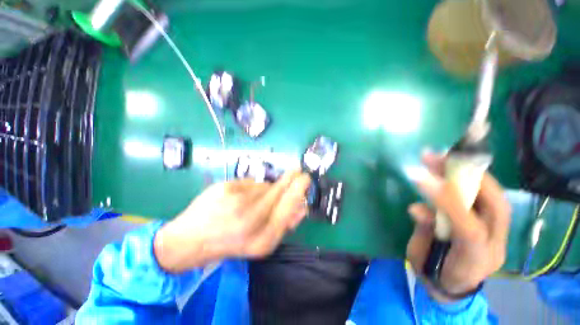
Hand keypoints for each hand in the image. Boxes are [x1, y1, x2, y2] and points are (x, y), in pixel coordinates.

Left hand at [154, 171, 310, 272]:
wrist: (190, 240)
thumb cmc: (229, 243)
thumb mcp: (260, 243)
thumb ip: (284, 224)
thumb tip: (302, 206)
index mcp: (262, 239)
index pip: (288, 207)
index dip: (299, 189)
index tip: (306, 178)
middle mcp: (250, 219)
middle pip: (279, 190)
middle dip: (290, 179)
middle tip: (298, 171)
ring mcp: (236, 201)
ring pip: (265, 185)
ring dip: (266, 189)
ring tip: (253, 199)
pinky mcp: (225, 187)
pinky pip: (250, 182)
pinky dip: (251, 187)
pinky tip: (240, 197)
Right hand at [406, 151, 510, 301]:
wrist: (453, 286)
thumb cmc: (434, 274)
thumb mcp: (421, 257)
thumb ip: (424, 231)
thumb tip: (416, 207)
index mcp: (474, 261)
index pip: (469, 229)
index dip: (448, 202)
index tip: (422, 179)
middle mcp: (495, 244)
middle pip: (495, 206)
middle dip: (467, 177)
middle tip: (437, 158)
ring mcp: (498, 234)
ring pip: (495, 198)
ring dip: (468, 174)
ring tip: (439, 158)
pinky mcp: (494, 225)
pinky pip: (487, 197)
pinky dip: (470, 180)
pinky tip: (449, 169)